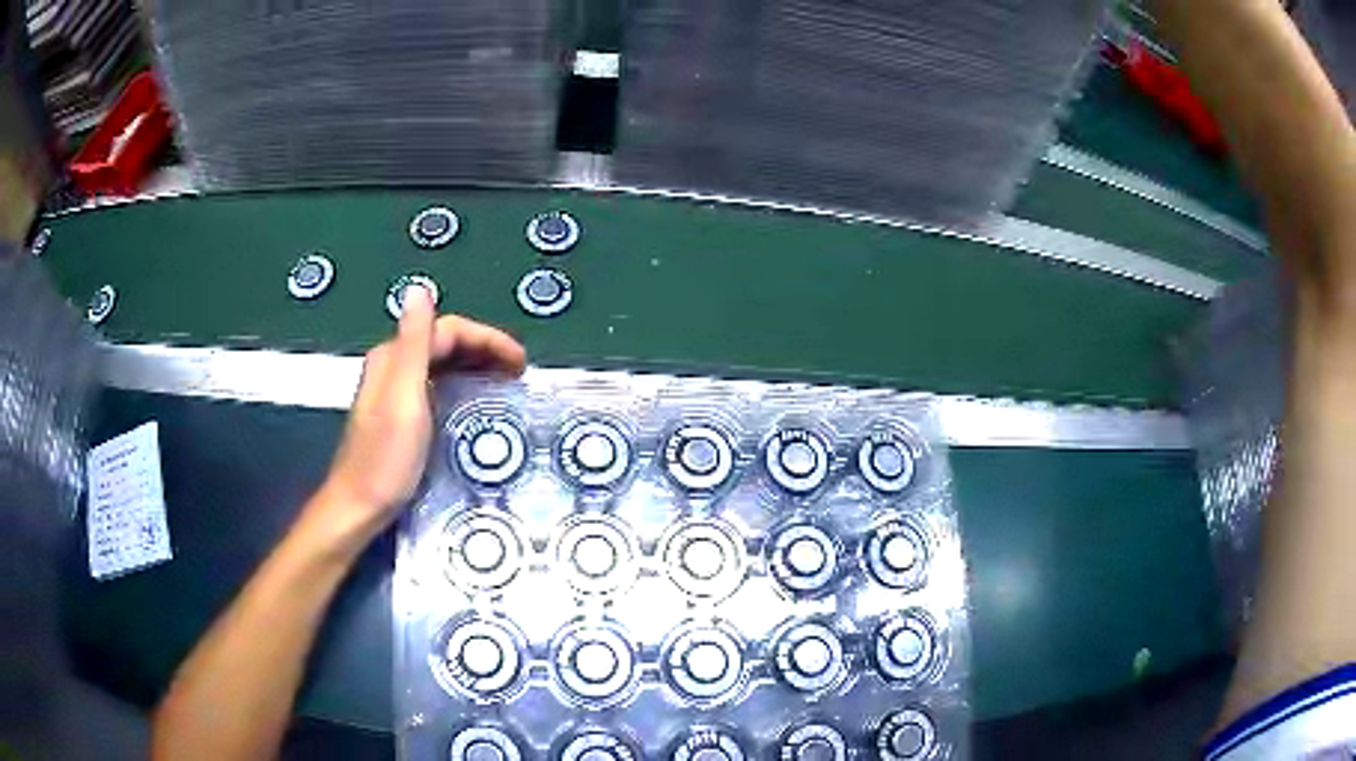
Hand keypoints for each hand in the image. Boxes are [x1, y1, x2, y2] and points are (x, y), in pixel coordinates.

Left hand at [317, 287, 525, 538]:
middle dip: (485, 350)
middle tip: (519, 373)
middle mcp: (393, 365)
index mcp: (394, 357)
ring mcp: (394, 391)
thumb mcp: (404, 398)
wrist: (359, 507)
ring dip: (476, 366)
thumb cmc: (386, 458)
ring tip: (505, 384)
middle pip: (444, 342)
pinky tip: (476, 402)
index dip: (487, 338)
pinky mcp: (399, 414)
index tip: (520, 363)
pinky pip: (438, 385)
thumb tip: (419, 287)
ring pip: (441, 364)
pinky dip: (462, 385)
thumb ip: (414, 343)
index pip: (447, 329)